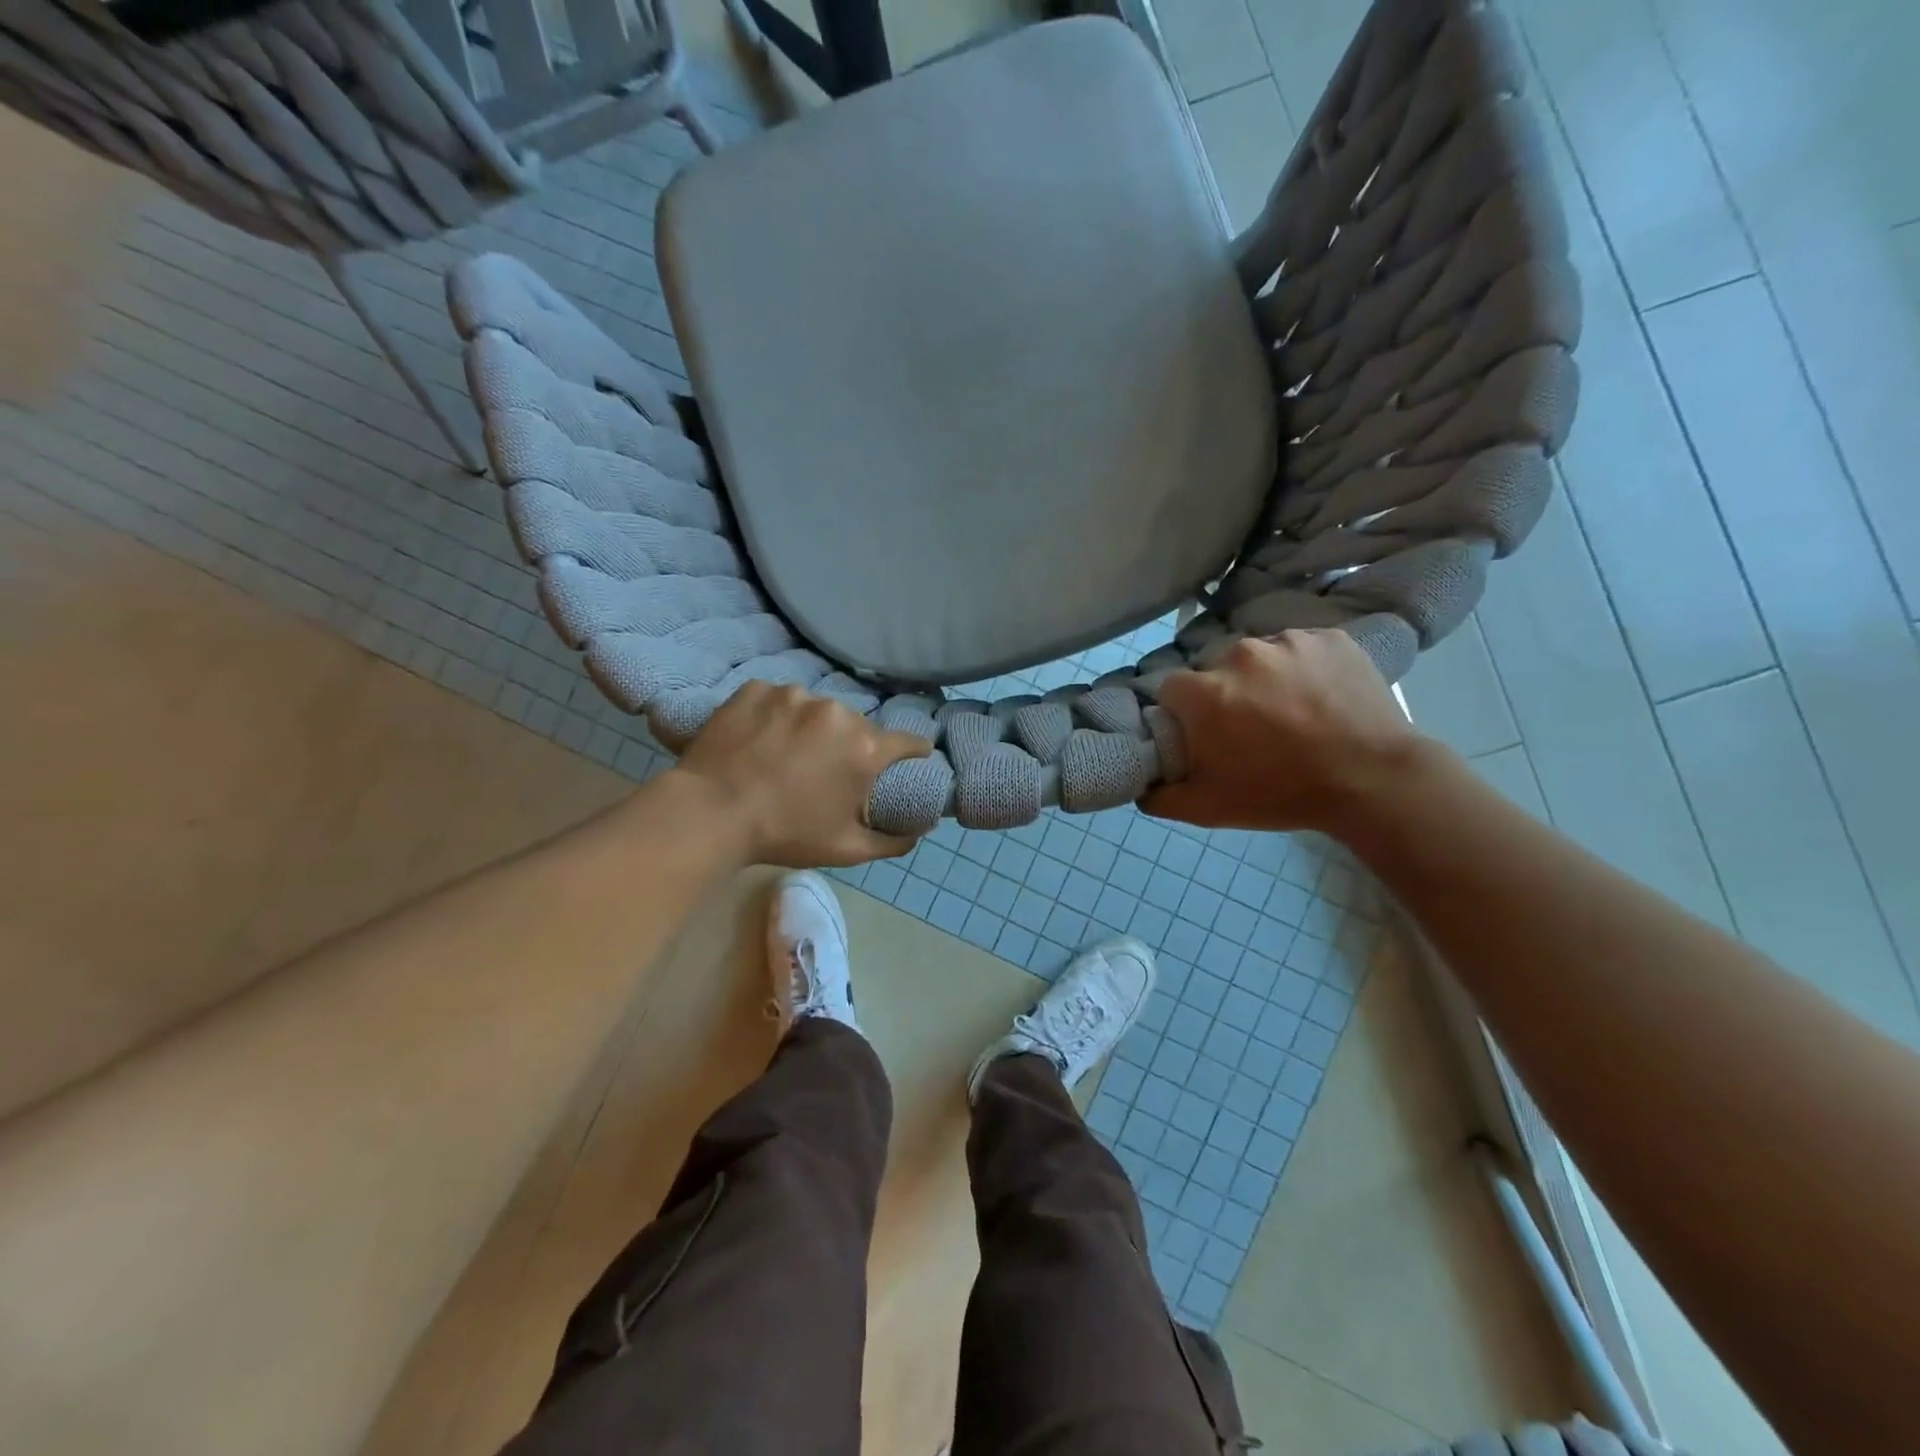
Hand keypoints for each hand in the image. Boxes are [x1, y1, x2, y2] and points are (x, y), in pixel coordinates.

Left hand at [672, 682, 931, 866]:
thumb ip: (893, 841)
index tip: (903, 765)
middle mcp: (836, 712)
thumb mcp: (846, 850)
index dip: (912, 755)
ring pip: (817, 711)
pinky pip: (778, 700)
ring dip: (812, 729)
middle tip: (825, 772)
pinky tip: (758, 740)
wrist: (709, 813)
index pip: (910, 742)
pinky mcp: (757, 688)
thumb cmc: (784, 834)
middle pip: (858, 726)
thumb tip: (920, 831)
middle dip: (850, 746)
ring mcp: (794, 695)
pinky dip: (775, 716)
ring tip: (785, 755)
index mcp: (865, 747)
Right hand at [1142, 630, 1431, 834]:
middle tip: (1249, 726)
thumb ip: (1158, 796)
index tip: (1202, 733)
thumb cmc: (1281, 794)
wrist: (1373, 781)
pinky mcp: (1330, 637)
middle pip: (1215, 668)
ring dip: (1264, 677)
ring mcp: (1289, 641)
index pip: (1171, 689)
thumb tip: (1140, 783)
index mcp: (1205, 691)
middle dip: (1223, 692)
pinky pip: (1302, 647)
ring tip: (1292, 711)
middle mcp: (1240, 654)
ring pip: (1260, 655)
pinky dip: (1304, 667)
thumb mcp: (1207, 809)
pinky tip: (1321, 696)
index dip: (1182, 712)